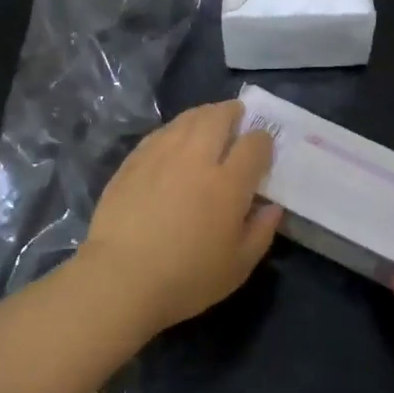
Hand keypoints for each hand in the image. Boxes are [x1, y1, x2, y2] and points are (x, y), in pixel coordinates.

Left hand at [77, 101, 282, 336]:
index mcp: (228, 184)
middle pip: (218, 118)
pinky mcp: (132, 163)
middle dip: (233, 112)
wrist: (120, 279)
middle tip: (238, 116)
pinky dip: (175, 130)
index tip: (264, 147)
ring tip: (209, 120)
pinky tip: (175, 139)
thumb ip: (261, 232)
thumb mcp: (238, 266)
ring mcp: (160, 156)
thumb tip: (273, 206)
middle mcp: (196, 159)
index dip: (263, 140)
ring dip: (204, 115)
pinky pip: (160, 133)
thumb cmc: (187, 278)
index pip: (254, 144)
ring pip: (187, 120)